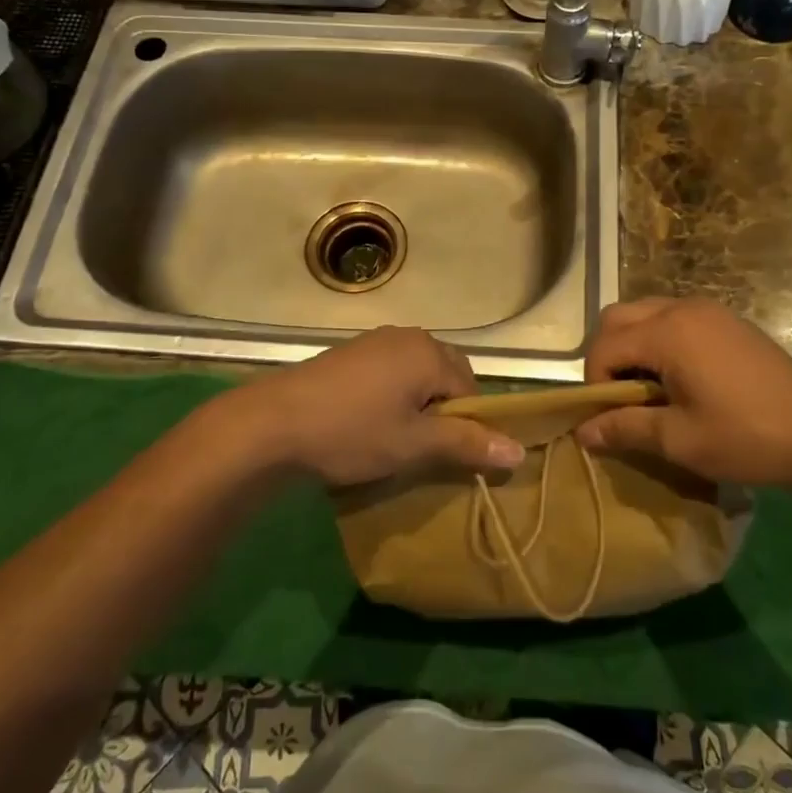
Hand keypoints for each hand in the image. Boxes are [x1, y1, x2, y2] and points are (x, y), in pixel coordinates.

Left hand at [229, 326, 524, 487]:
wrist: (272, 422)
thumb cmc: (352, 432)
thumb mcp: (413, 445)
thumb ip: (466, 444)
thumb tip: (519, 452)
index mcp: (429, 352)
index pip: (471, 391)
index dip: (464, 426)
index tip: (443, 456)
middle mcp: (408, 336)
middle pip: (446, 376)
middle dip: (442, 411)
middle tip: (420, 448)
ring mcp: (376, 340)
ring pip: (416, 374)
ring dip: (416, 403)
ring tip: (394, 437)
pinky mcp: (350, 351)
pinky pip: (390, 370)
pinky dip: (391, 394)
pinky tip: (368, 420)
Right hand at [575, 298, 791, 488]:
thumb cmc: (745, 437)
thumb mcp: (678, 439)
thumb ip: (624, 428)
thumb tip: (581, 433)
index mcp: (667, 333)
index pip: (604, 346)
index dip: (595, 382)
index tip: (609, 418)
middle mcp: (682, 309)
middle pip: (618, 318)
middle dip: (608, 355)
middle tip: (623, 397)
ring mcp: (708, 311)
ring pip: (645, 313)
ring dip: (634, 345)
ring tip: (650, 389)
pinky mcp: (727, 321)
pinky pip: (674, 317)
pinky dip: (660, 340)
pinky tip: (680, 378)